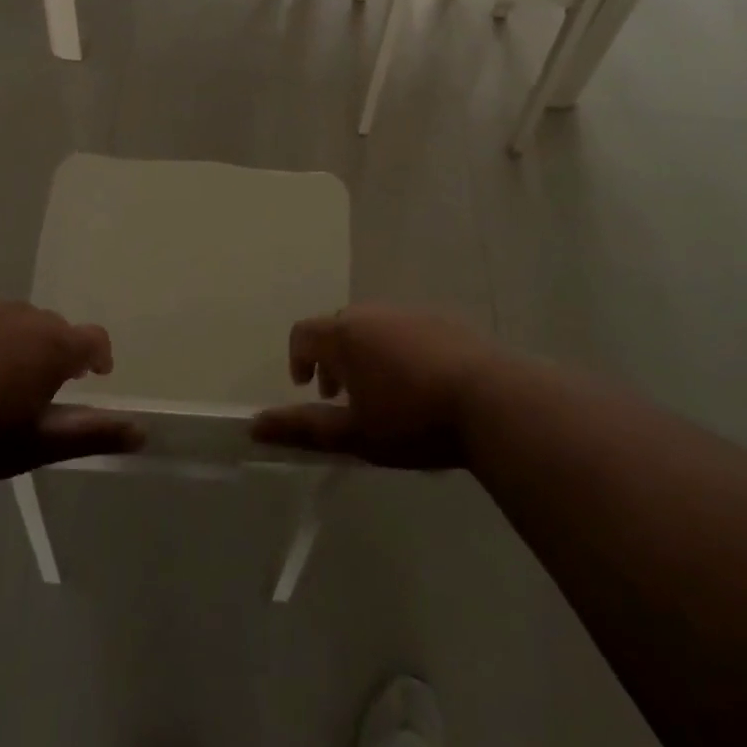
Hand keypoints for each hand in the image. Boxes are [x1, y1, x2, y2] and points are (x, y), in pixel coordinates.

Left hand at [0, 301, 143, 483]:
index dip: (98, 357)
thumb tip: (143, 431)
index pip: (94, 339)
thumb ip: (92, 435)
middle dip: (56, 353)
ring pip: (16, 322)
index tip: (93, 377)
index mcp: (53, 345)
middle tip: (38, 390)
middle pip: (54, 329)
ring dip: (19, 344)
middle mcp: (24, 316)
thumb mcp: (35, 445)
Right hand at [250, 305, 500, 468]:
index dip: (299, 358)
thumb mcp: (354, 434)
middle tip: (344, 396)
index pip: (304, 332)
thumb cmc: (413, 420)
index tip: (309, 388)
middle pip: (339, 327)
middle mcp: (373, 313)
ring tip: (383, 392)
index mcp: (345, 335)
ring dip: (365, 353)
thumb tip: (254, 426)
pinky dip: (397, 348)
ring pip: (374, 326)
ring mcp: (410, 312)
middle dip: (333, 358)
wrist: (492, 400)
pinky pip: (405, 328)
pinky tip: (420, 383)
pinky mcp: (443, 319)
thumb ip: (303, 428)